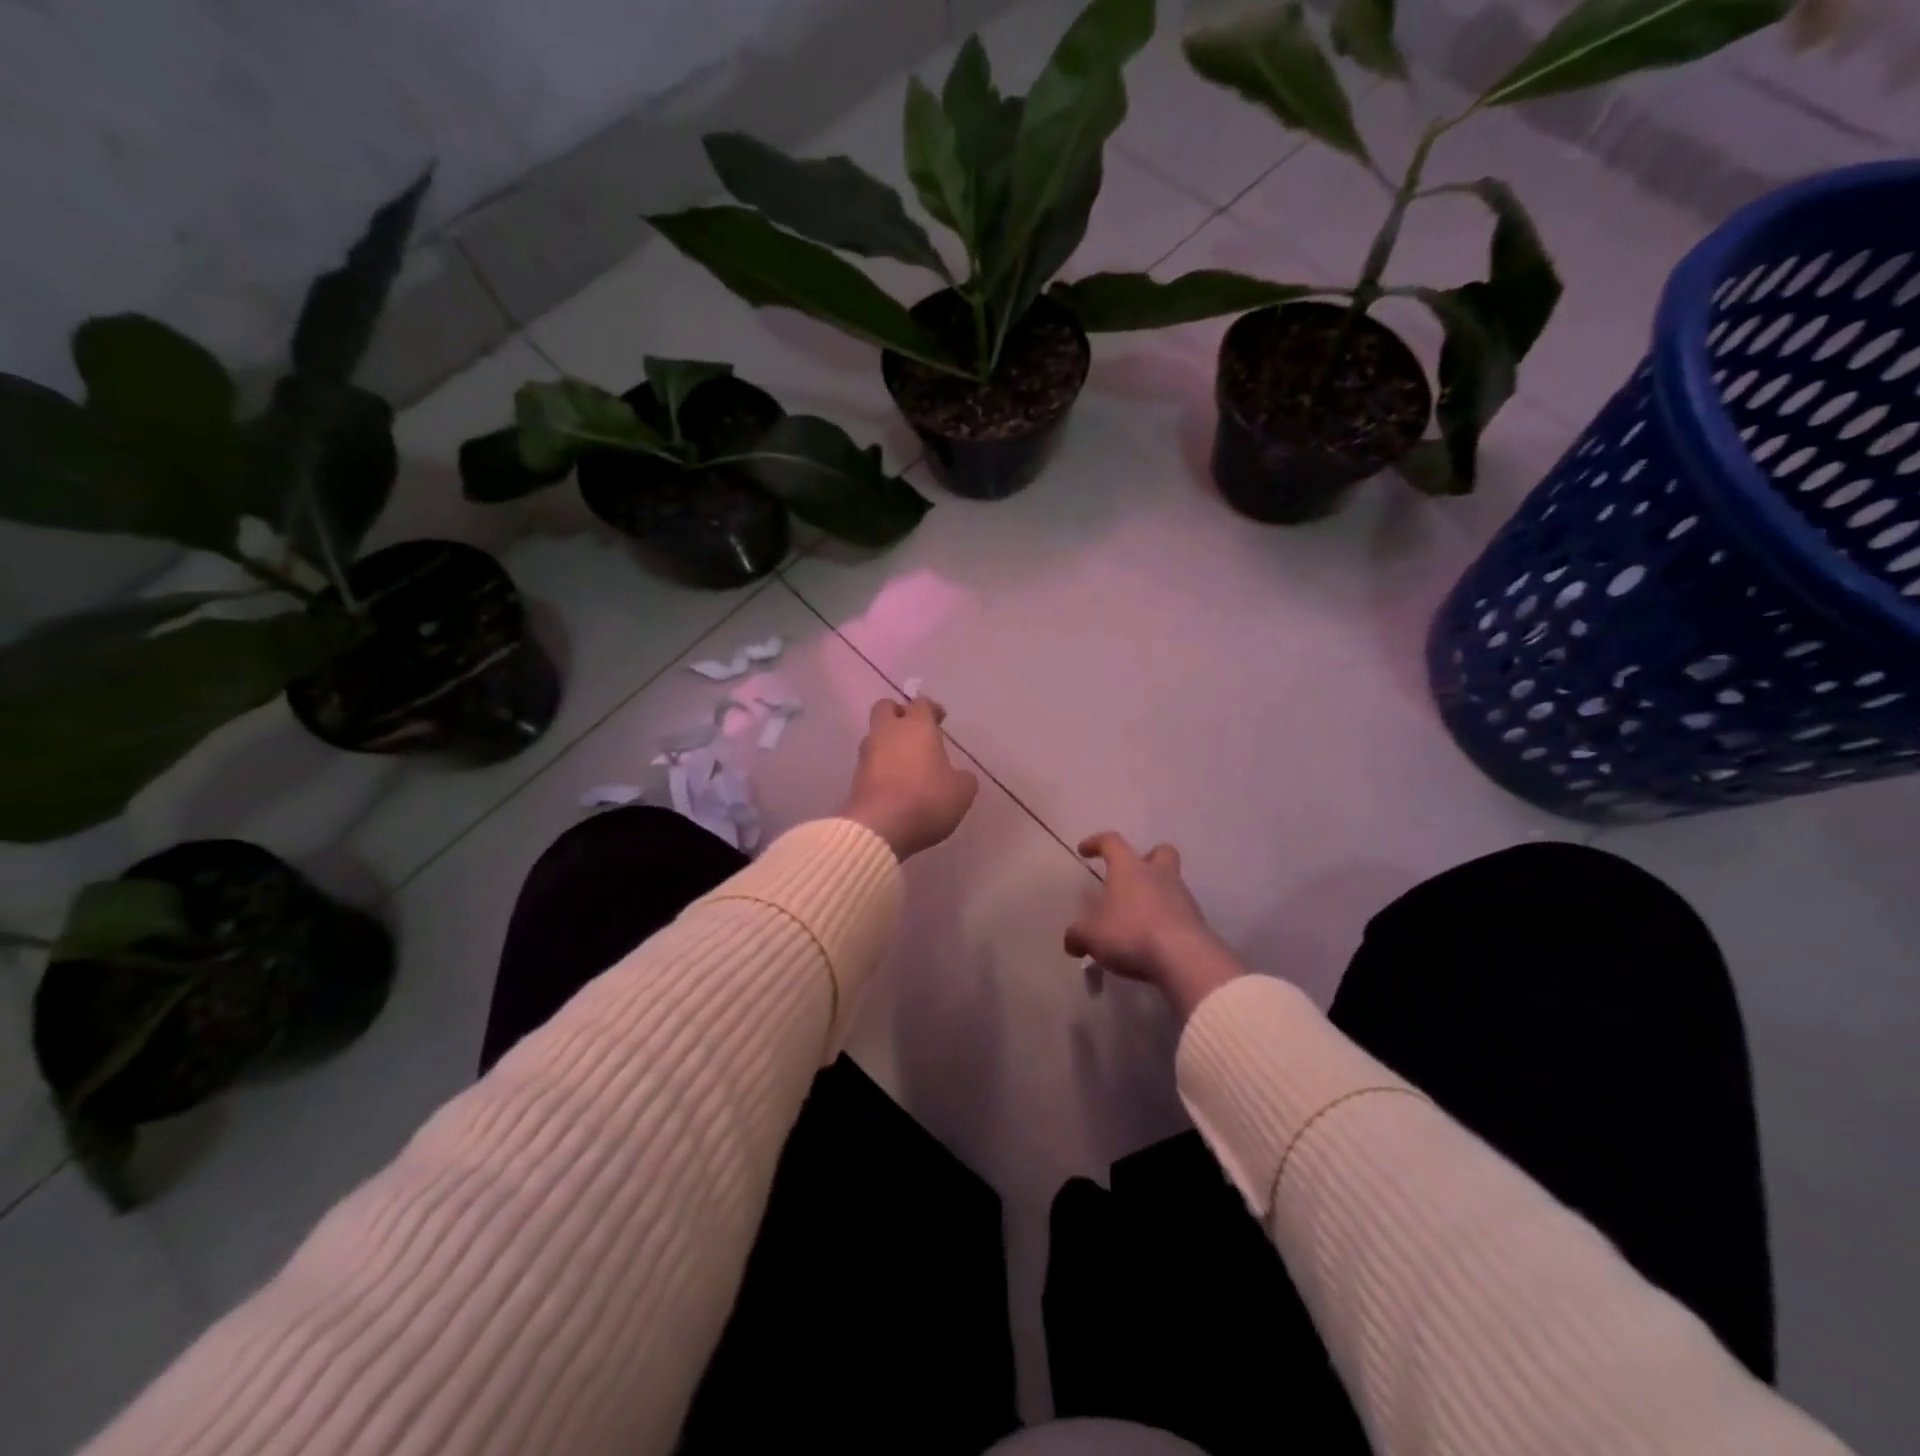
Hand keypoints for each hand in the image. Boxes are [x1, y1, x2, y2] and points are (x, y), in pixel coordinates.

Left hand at [840, 697, 978, 860]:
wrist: (878, 827)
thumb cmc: (926, 800)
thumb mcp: (961, 792)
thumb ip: (963, 779)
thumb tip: (959, 776)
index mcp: (917, 726)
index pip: (922, 704)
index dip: (932, 709)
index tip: (940, 719)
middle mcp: (888, 732)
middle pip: (887, 708)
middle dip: (900, 714)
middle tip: (915, 730)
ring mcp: (867, 753)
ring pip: (875, 734)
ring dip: (888, 741)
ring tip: (904, 760)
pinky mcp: (855, 776)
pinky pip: (869, 761)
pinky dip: (880, 765)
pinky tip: (894, 781)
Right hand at [1067, 833, 1244, 1020]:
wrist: (1183, 958)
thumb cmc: (1130, 934)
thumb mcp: (1091, 937)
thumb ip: (1078, 936)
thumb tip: (1071, 942)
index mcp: (1129, 868)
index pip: (1111, 842)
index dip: (1096, 843)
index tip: (1084, 850)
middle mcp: (1158, 874)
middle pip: (1160, 852)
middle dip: (1147, 859)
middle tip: (1132, 876)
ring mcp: (1182, 896)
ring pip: (1171, 883)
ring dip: (1156, 894)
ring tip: (1138, 918)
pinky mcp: (1197, 921)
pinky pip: (1179, 912)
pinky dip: (1166, 920)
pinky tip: (1154, 940)